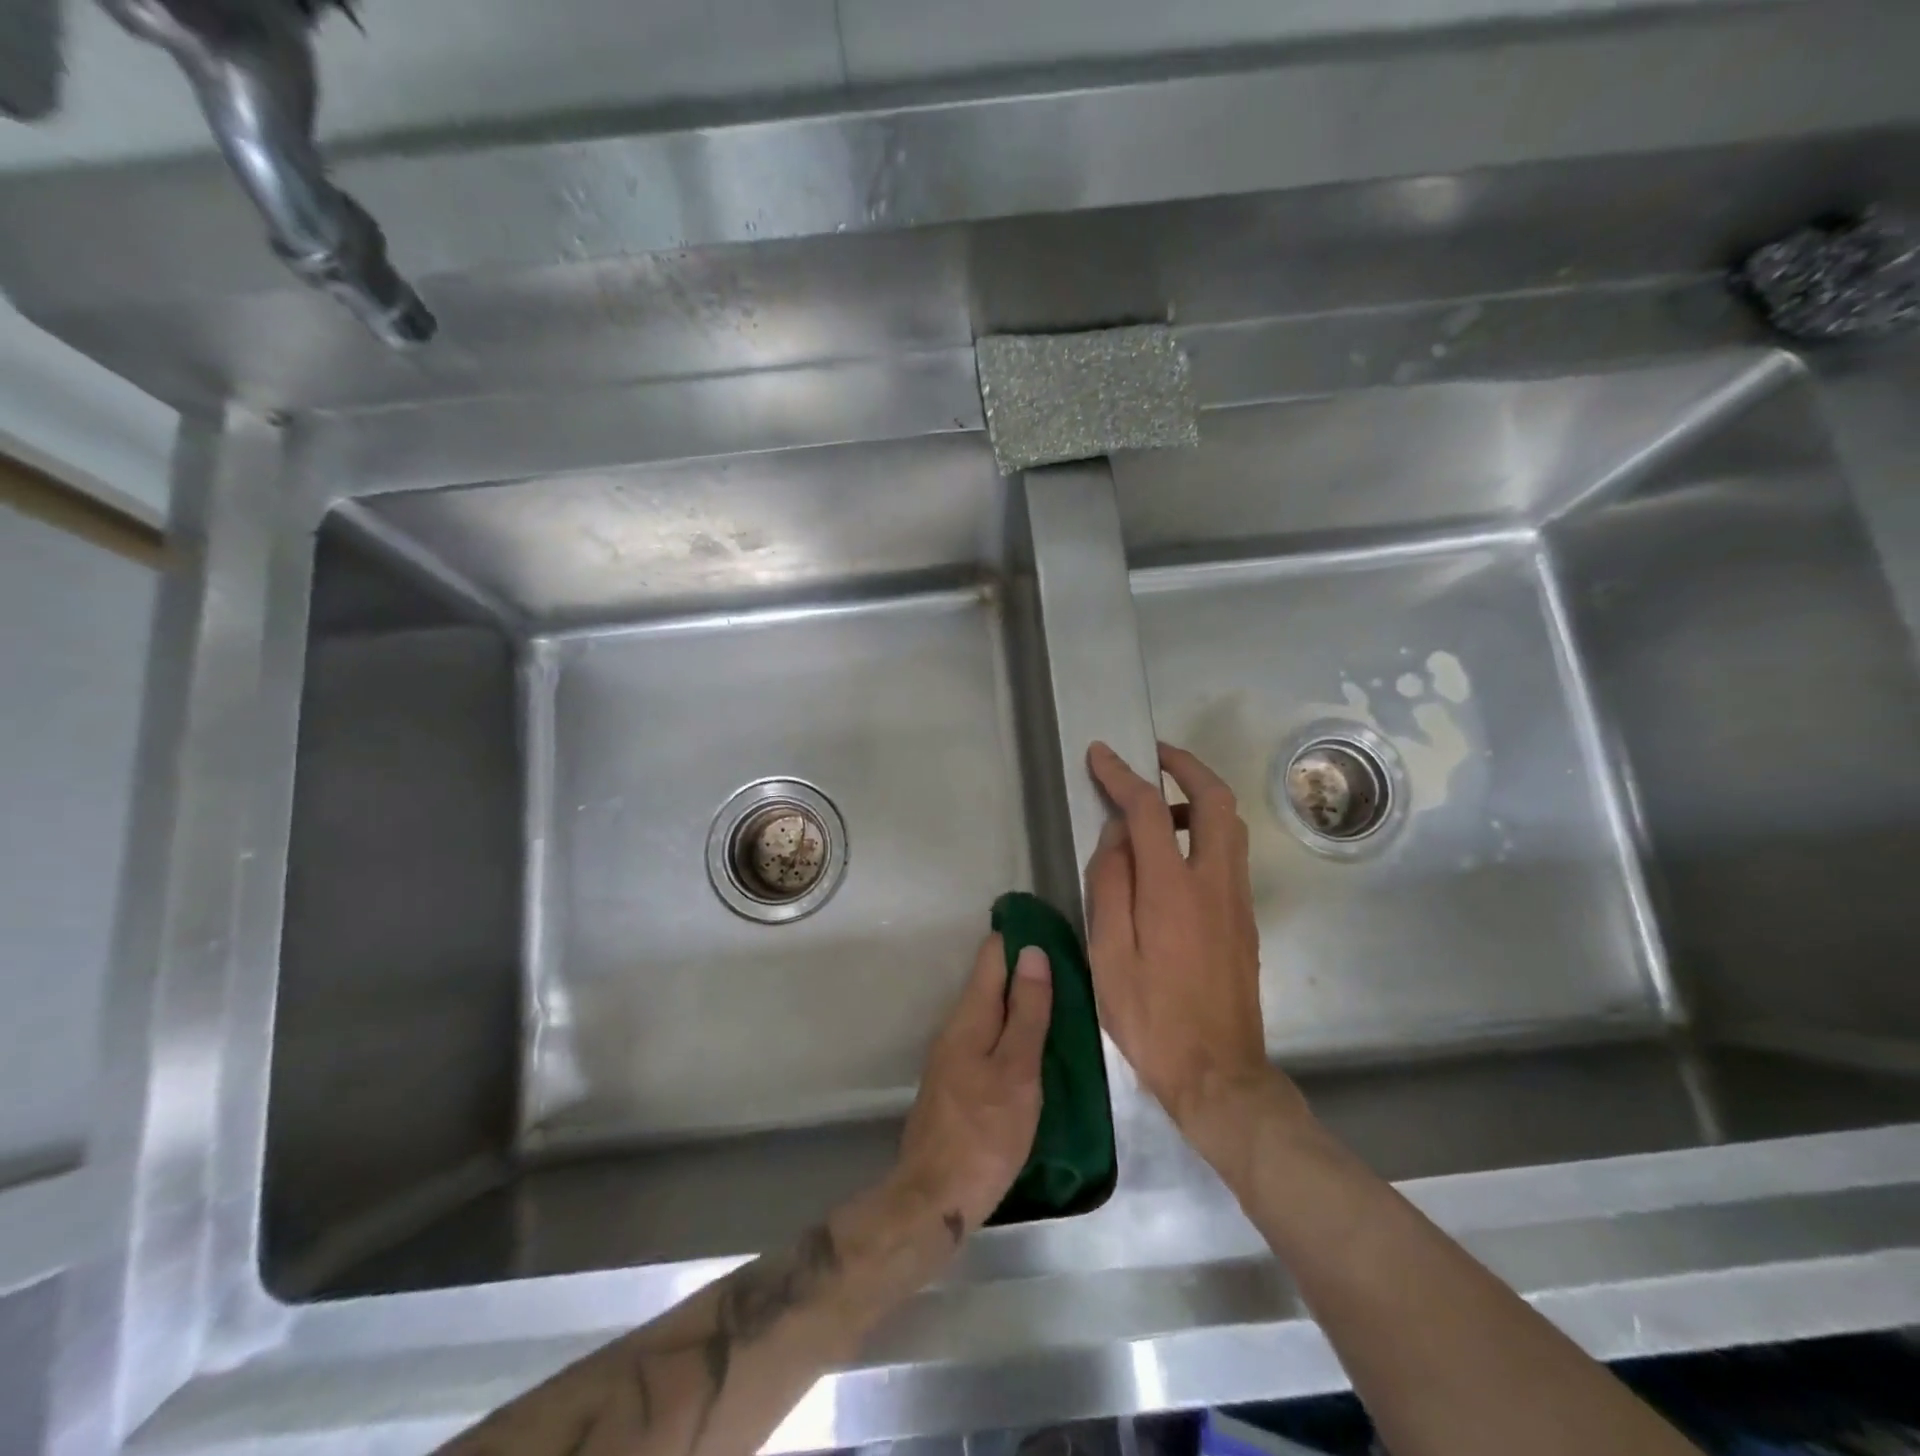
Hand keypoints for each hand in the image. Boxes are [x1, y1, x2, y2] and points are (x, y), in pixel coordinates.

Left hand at [893, 934, 1050, 1234]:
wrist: (935, 1196)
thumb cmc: (985, 1132)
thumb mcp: (1017, 1070)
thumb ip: (1027, 1012)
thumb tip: (1033, 952)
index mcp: (970, 1016)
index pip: (992, 955)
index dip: (1019, 937)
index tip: (1052, 929)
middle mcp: (955, 1027)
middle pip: (989, 981)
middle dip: (1023, 969)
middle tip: (1068, 968)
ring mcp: (952, 1055)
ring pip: (989, 1011)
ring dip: (1018, 1001)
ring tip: (1059, 1002)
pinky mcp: (955, 1082)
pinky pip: (986, 1038)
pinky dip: (1010, 1030)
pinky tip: (1032, 1045)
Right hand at [1085, 741, 1310, 1158]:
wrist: (1219, 1073)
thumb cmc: (1151, 1017)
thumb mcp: (1108, 953)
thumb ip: (1110, 884)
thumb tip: (1118, 835)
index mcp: (1172, 889)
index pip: (1149, 809)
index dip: (1122, 775)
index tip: (1101, 754)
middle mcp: (1214, 882)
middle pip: (1215, 799)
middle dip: (1185, 765)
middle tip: (1154, 755)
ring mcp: (1237, 899)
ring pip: (1231, 824)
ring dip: (1199, 796)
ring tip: (1159, 803)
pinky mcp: (1244, 918)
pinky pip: (1230, 852)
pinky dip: (1206, 828)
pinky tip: (1175, 851)